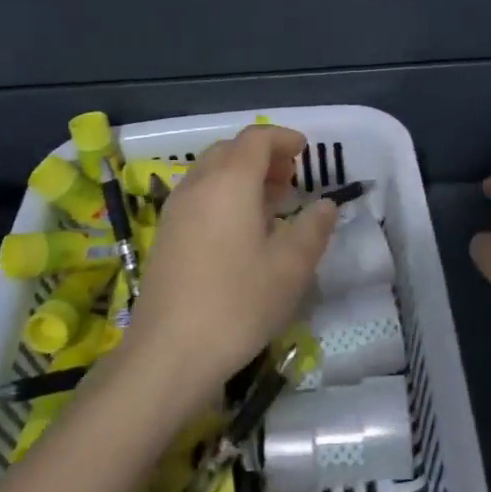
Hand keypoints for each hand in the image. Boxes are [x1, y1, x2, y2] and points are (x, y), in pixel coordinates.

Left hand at [123, 124, 338, 405]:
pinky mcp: (165, 235)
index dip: (283, 138)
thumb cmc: (237, 303)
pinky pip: (199, 196)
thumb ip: (313, 228)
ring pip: (211, 172)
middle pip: (231, 150)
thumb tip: (325, 205)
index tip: (305, 151)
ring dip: (242, 176)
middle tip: (290, 179)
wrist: (168, 353)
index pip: (256, 138)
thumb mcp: (291, 267)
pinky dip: (223, 196)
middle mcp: (198, 185)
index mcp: (229, 182)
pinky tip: (241, 231)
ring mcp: (176, 210)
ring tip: (271, 204)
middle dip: (263, 156)